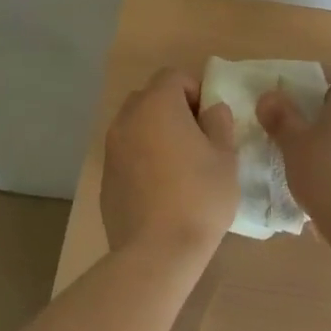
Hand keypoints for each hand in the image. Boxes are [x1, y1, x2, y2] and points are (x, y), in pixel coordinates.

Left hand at [101, 68, 238, 262]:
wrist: (156, 253)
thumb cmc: (198, 197)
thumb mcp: (225, 156)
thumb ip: (219, 123)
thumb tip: (211, 110)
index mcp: (157, 104)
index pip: (174, 76)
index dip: (196, 91)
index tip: (209, 121)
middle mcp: (128, 118)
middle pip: (151, 96)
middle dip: (173, 109)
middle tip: (196, 139)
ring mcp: (112, 148)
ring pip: (136, 124)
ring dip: (155, 132)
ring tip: (178, 165)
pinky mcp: (105, 177)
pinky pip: (127, 152)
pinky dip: (142, 158)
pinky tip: (160, 189)